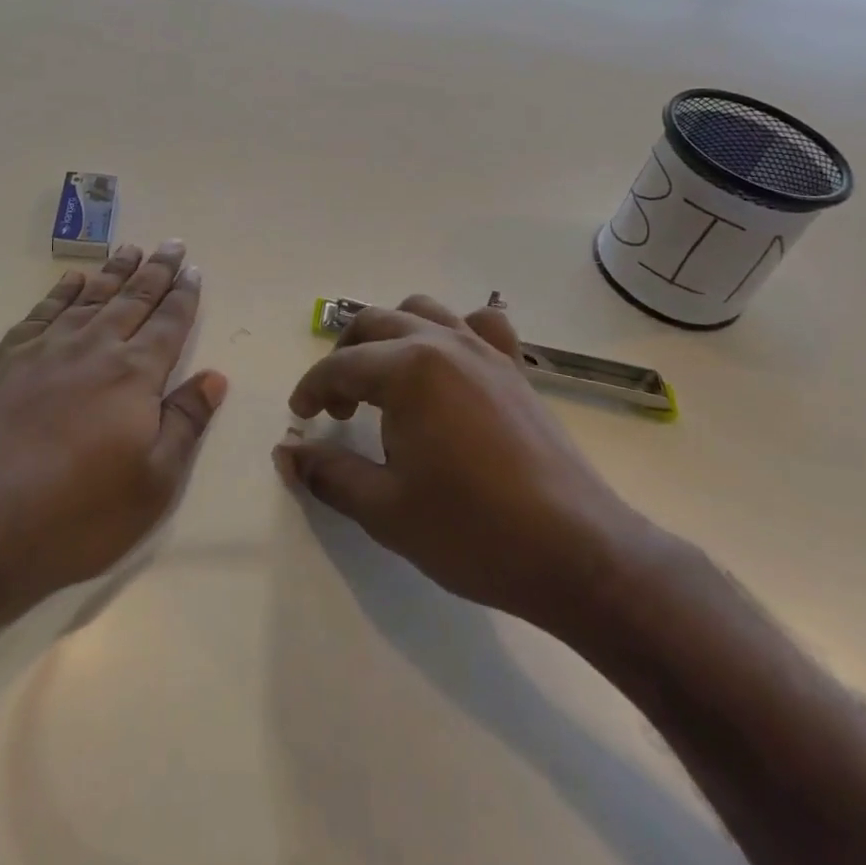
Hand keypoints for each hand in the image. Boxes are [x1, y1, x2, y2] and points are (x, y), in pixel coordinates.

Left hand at [0, 242, 225, 627]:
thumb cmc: (74, 516)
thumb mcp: (151, 484)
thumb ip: (185, 424)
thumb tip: (215, 377)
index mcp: (134, 375)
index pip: (168, 323)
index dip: (184, 295)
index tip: (193, 269)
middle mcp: (93, 348)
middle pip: (133, 299)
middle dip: (156, 271)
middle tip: (171, 243)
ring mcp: (45, 350)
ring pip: (89, 298)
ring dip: (113, 272)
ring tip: (130, 249)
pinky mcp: (4, 360)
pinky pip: (42, 312)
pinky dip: (62, 292)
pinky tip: (73, 281)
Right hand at [273, 296, 647, 634]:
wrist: (577, 554)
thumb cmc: (472, 532)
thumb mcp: (385, 510)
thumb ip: (329, 473)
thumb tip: (288, 453)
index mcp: (408, 369)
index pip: (340, 365)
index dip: (312, 389)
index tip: (301, 418)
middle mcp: (443, 343)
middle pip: (375, 323)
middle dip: (344, 357)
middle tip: (337, 406)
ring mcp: (484, 350)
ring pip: (421, 310)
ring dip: (390, 334)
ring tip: (384, 378)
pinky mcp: (514, 368)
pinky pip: (478, 324)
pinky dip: (453, 331)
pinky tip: (450, 366)